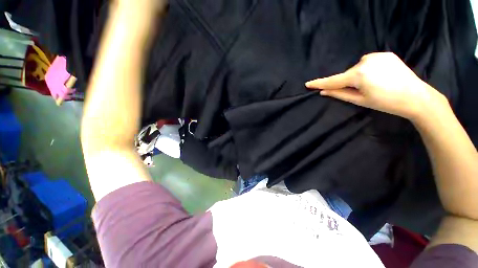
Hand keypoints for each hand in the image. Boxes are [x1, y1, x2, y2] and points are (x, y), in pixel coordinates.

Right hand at [305, 52, 447, 120]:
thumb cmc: (386, 102)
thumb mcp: (359, 100)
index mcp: (359, 75)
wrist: (417, 97)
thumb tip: (323, 91)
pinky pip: (368, 62)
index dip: (320, 83)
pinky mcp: (386, 54)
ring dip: (358, 76)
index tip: (308, 84)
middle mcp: (365, 61)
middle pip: (347, 74)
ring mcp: (377, 56)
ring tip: (374, 84)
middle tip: (360, 91)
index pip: (333, 81)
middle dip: (347, 82)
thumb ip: (339, 94)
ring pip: (357, 68)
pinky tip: (380, 76)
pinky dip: (368, 69)